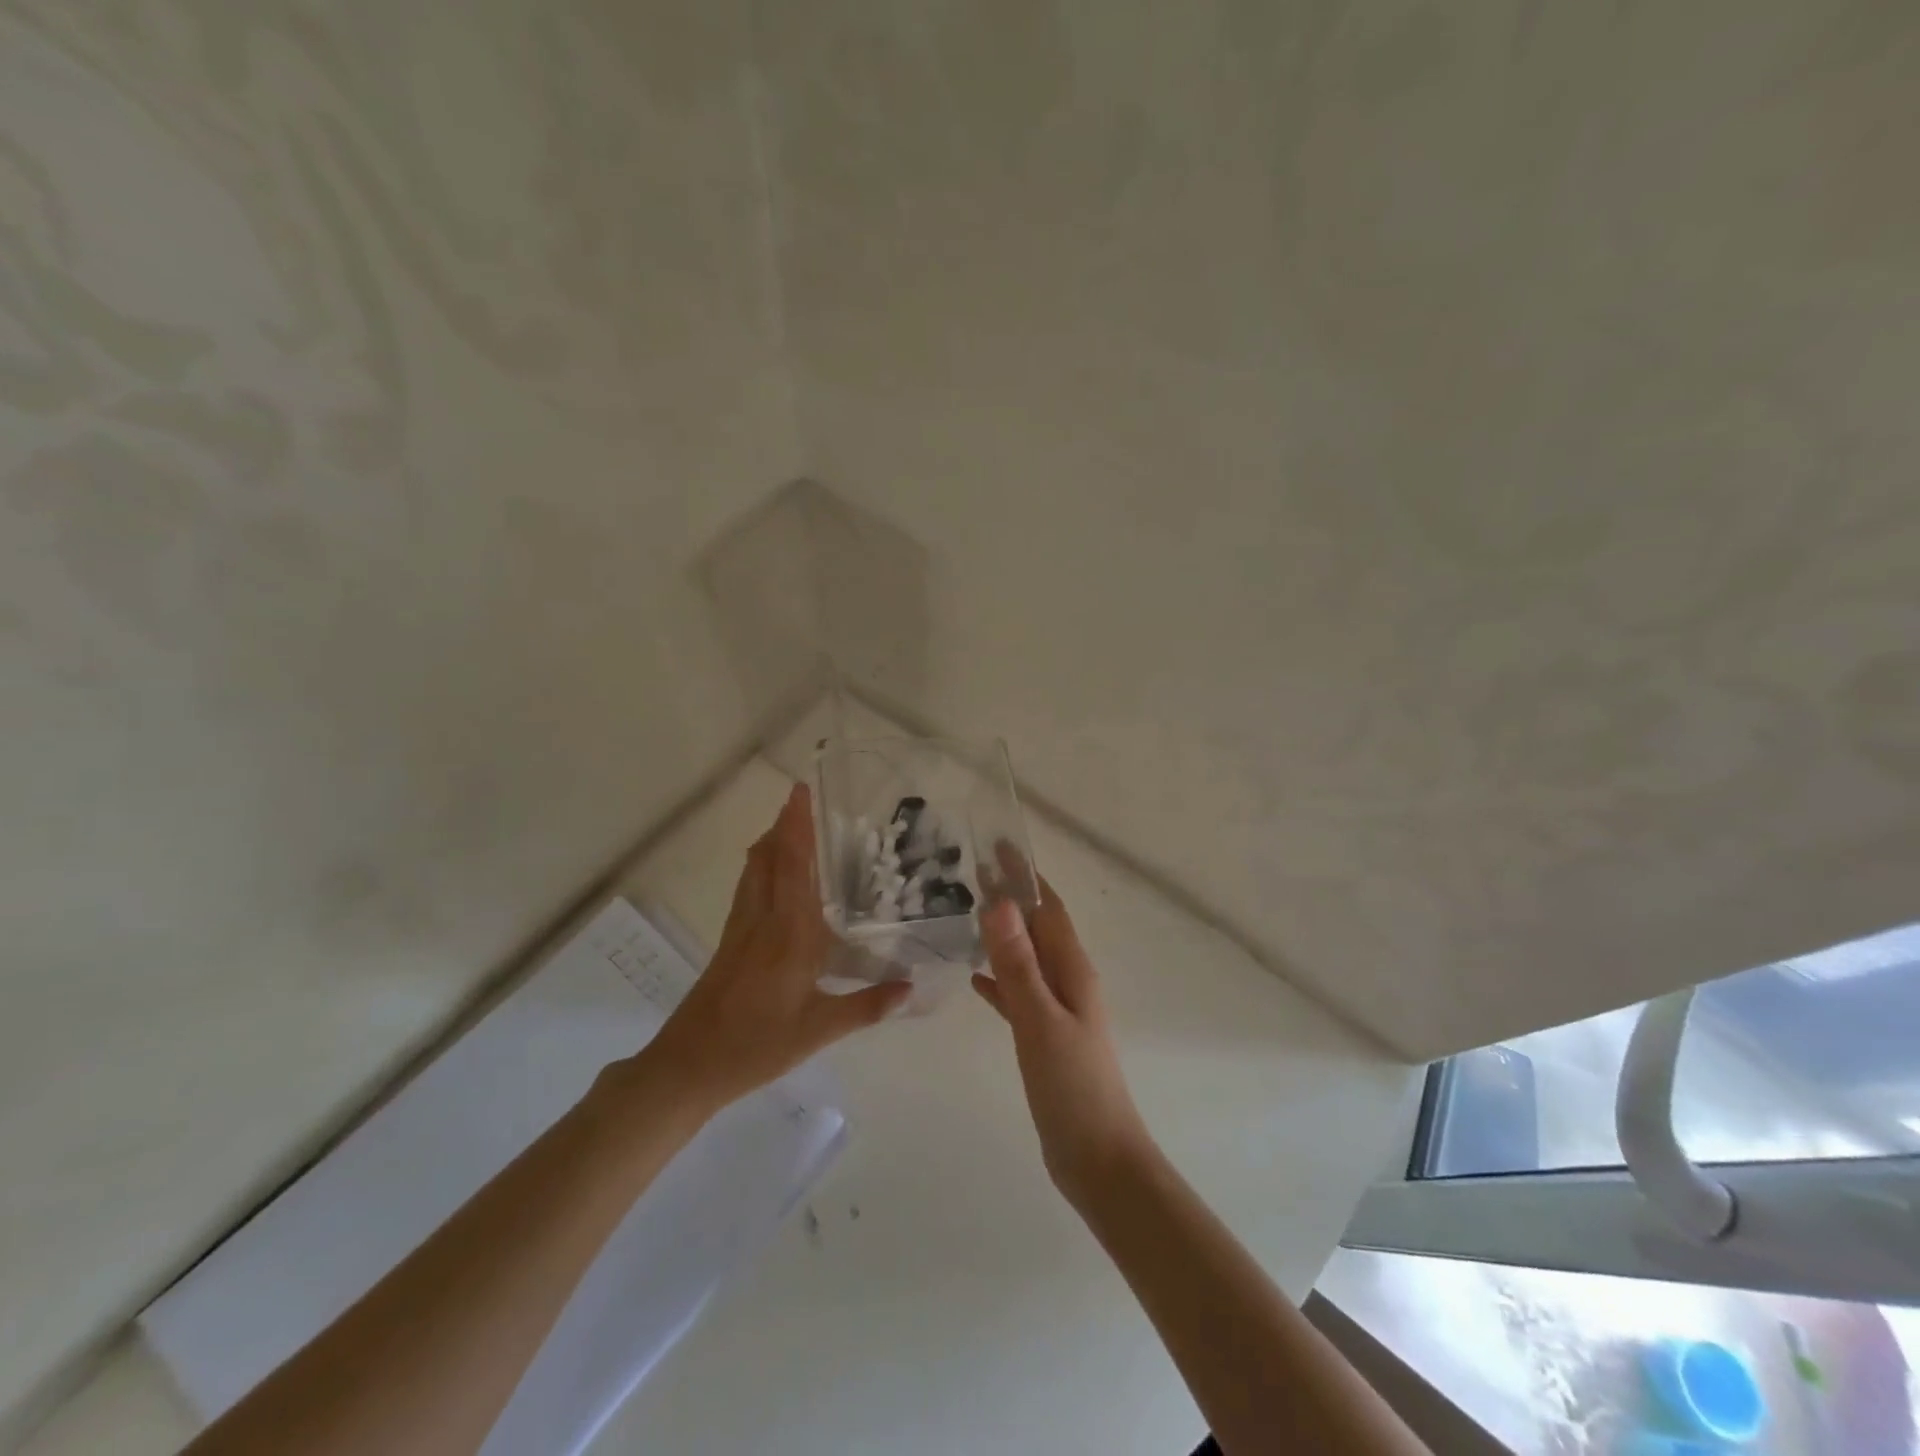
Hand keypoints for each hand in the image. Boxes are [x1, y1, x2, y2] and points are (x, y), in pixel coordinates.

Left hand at [621, 784, 909, 1117]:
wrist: (689, 1064)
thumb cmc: (757, 1045)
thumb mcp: (818, 1030)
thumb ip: (867, 1006)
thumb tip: (910, 988)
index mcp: (790, 933)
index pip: (794, 865)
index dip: (798, 826)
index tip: (802, 792)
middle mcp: (764, 919)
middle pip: (771, 857)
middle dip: (785, 823)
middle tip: (800, 795)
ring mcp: (741, 928)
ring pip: (754, 870)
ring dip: (770, 840)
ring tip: (787, 822)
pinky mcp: (729, 941)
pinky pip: (747, 888)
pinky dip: (759, 865)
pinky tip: (767, 871)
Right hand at [972, 867, 1153, 1209]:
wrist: (1098, 1160)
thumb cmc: (1073, 1087)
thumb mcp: (1039, 1021)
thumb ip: (1018, 963)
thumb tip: (999, 902)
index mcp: (1073, 970)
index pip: (1047, 908)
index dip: (1024, 877)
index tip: (997, 846)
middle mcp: (1068, 982)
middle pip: (1037, 928)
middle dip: (1010, 898)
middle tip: (969, 873)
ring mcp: (1058, 1011)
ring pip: (1027, 958)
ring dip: (1003, 935)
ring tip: (967, 915)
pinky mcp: (1045, 1037)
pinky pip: (1019, 994)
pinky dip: (1000, 979)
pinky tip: (977, 979)